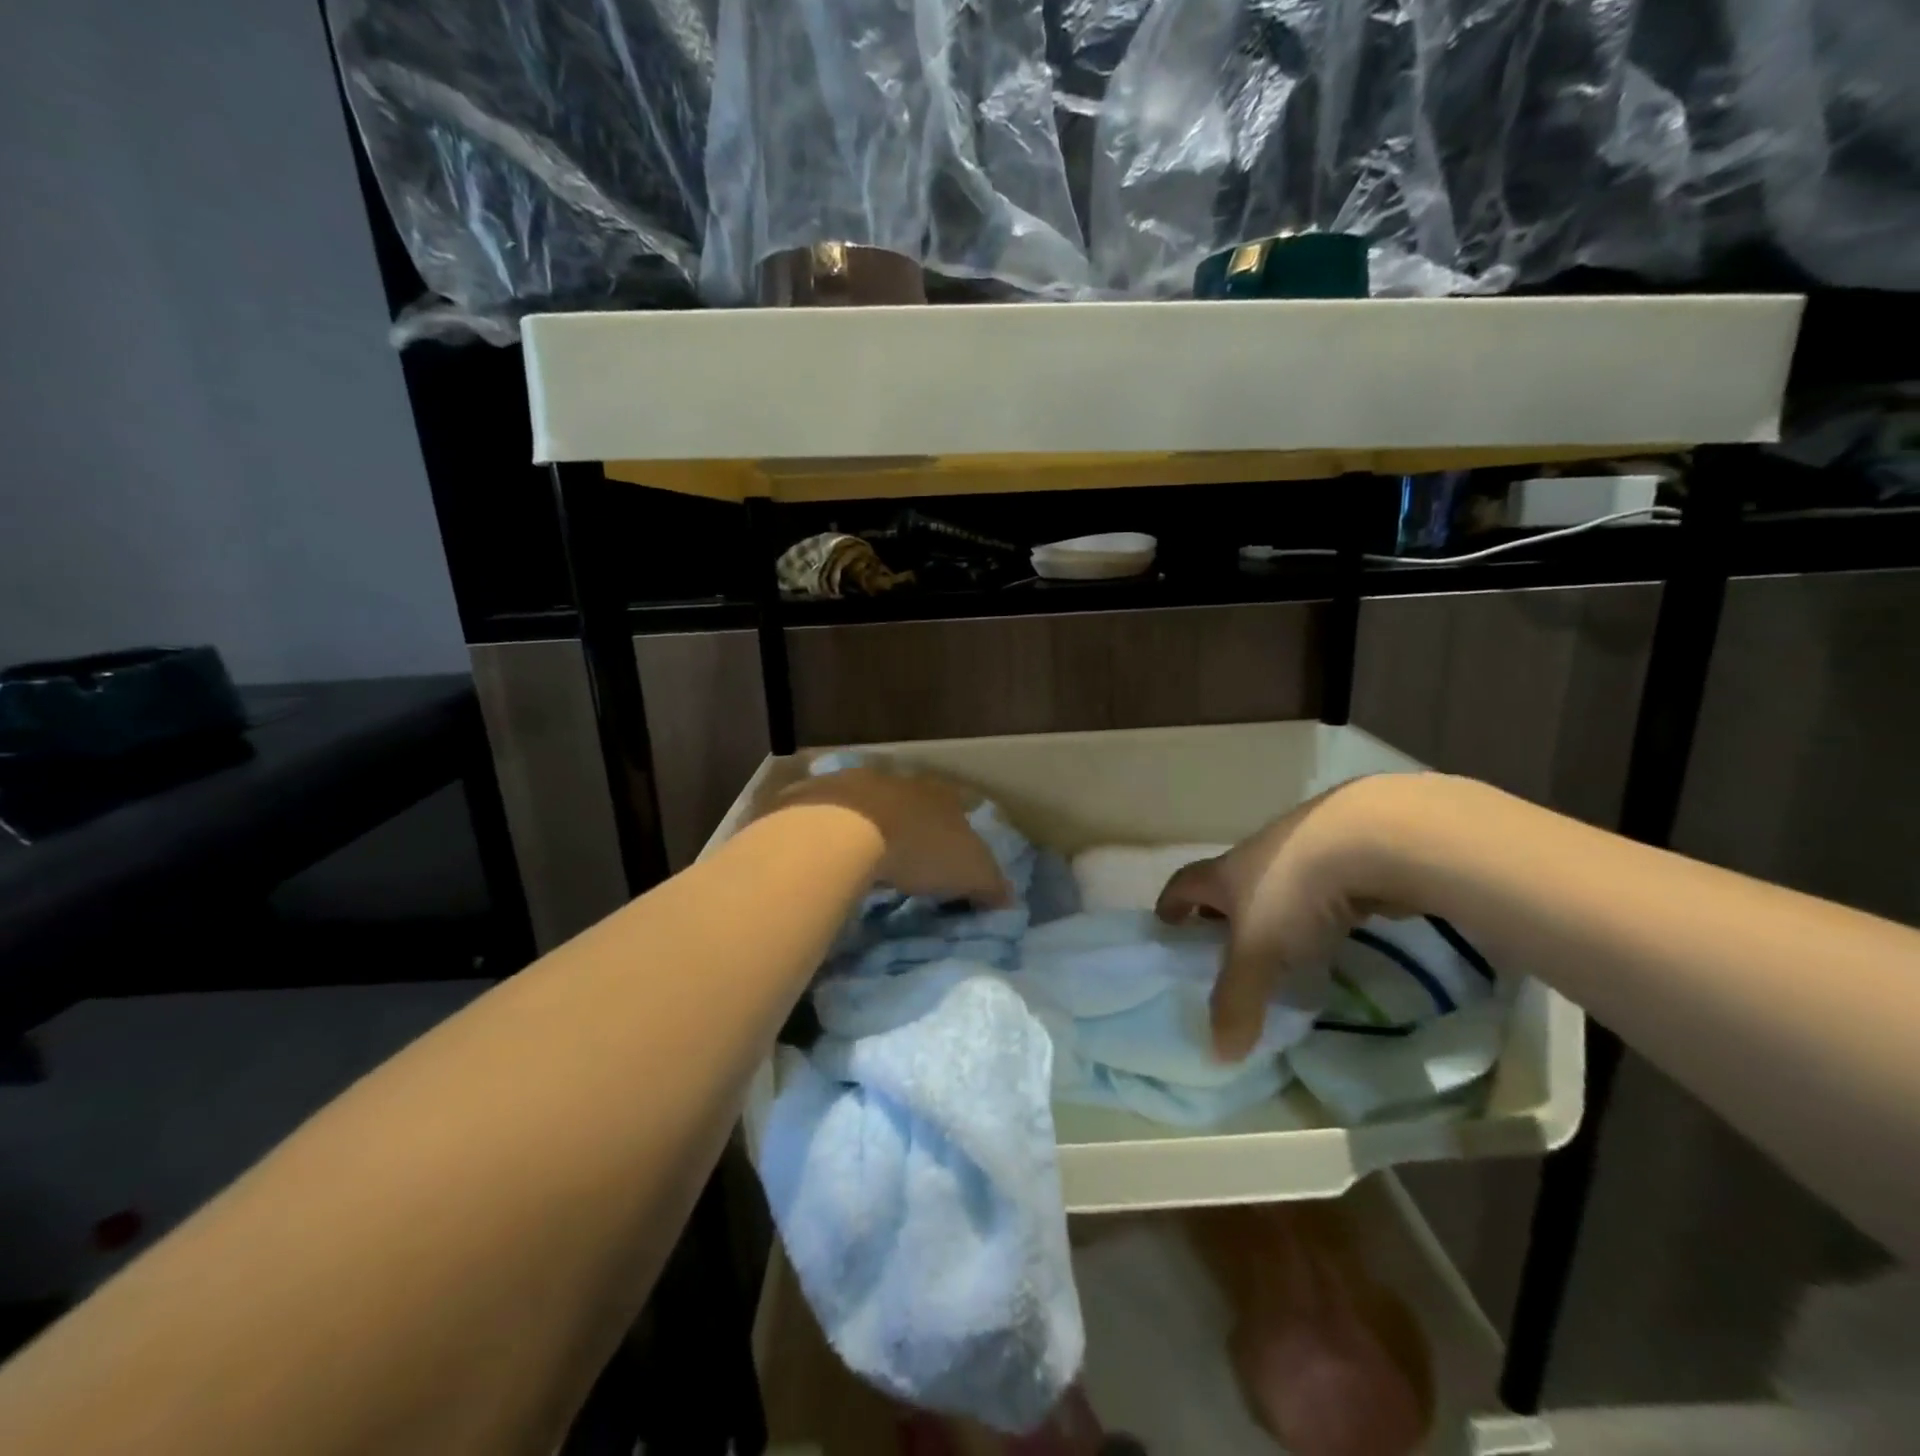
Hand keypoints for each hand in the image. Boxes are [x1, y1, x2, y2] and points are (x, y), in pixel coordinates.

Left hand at [773, 764, 1012, 907]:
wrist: (845, 832)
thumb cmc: (919, 849)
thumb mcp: (971, 873)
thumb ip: (992, 886)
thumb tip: (1007, 901)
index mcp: (939, 794)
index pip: (958, 805)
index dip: (959, 829)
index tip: (954, 855)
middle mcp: (899, 781)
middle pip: (911, 802)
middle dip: (911, 825)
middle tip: (909, 858)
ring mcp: (854, 784)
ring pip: (867, 805)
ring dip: (869, 826)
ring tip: (866, 859)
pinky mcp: (815, 797)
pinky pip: (827, 817)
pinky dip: (830, 833)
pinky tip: (828, 856)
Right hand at [1156, 777, 1418, 1059]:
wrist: (1370, 838)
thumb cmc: (1294, 892)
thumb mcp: (1259, 952)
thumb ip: (1237, 1001)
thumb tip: (1217, 1055)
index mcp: (1224, 874)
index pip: (1183, 884)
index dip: (1171, 905)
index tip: (1166, 926)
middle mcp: (1255, 857)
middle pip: (1227, 883)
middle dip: (1220, 913)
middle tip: (1222, 947)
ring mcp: (1302, 851)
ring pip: (1275, 885)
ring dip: (1271, 912)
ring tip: (1279, 948)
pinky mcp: (1346, 856)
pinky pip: (1319, 890)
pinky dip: (1316, 912)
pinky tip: (1330, 934)